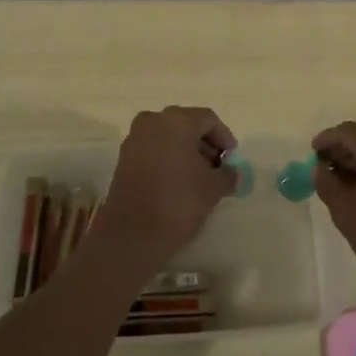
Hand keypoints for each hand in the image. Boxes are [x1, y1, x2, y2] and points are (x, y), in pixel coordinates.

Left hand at [90, 106, 236, 275]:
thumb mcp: (213, 188)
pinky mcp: (124, 158)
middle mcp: (152, 121)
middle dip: (205, 144)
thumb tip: (231, 172)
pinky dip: (169, 158)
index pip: (208, 119)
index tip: (232, 158)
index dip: (224, 137)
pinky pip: (154, 148)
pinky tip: (179, 181)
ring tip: (200, 177)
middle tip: (218, 167)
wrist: (132, 235)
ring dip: (187, 151)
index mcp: (176, 121)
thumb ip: (227, 174)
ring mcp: (135, 139)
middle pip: (186, 124)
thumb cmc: (178, 203)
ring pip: (168, 136)